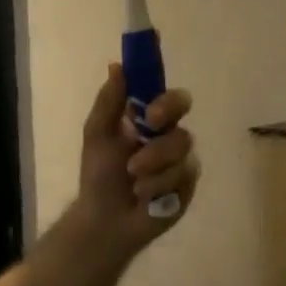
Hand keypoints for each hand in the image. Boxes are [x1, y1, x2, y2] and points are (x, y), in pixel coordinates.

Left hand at [72, 65, 199, 248]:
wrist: (104, 219)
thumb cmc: (99, 174)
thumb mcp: (97, 134)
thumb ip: (109, 101)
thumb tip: (117, 66)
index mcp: (150, 118)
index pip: (170, 96)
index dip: (166, 98)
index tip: (150, 111)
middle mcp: (170, 134)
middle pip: (183, 118)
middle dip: (165, 126)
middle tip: (148, 134)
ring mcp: (182, 160)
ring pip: (181, 149)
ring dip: (153, 163)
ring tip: (133, 177)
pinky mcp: (188, 185)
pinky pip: (183, 176)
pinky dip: (158, 185)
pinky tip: (144, 195)